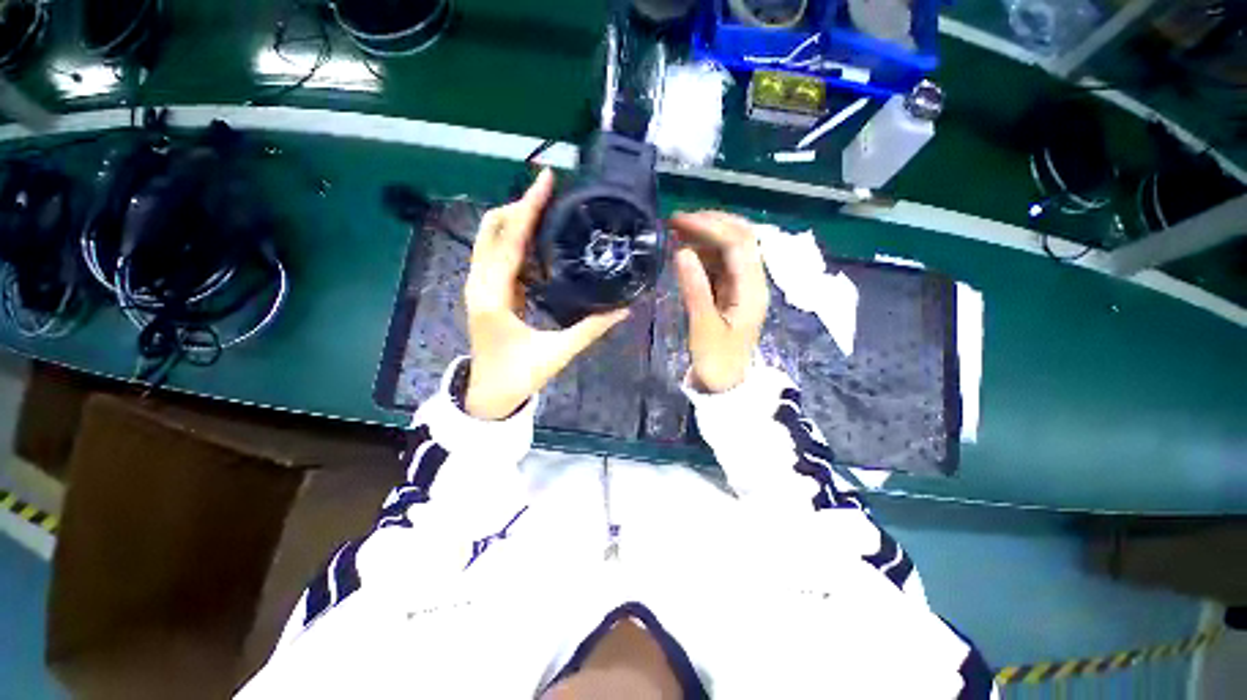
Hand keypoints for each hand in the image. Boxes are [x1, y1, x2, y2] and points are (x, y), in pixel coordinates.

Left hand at [463, 169, 628, 419]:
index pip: (509, 241)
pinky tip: (541, 242)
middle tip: (551, 196)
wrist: (488, 396)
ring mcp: (481, 287)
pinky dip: (517, 242)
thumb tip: (624, 309)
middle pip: (492, 230)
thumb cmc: (518, 376)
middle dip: (519, 207)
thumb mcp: (558, 352)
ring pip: (493, 241)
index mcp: (493, 296)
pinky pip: (500, 257)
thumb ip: (592, 329)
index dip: (528, 208)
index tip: (546, 180)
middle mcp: (480, 284)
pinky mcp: (488, 293)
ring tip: (549, 211)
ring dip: (517, 221)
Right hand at [671, 211, 769, 393]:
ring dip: (706, 234)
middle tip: (676, 221)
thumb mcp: (704, 328)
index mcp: (752, 290)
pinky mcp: (731, 291)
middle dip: (710, 223)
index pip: (738, 244)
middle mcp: (753, 281)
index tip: (679, 221)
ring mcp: (743, 285)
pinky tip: (685, 249)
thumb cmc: (717, 362)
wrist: (725, 385)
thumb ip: (695, 289)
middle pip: (741, 237)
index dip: (710, 226)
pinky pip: (720, 263)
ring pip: (730, 247)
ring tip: (676, 230)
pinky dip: (703, 251)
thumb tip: (682, 252)